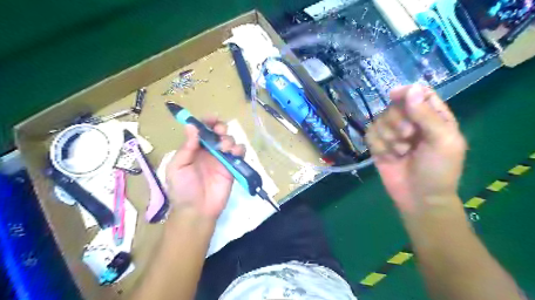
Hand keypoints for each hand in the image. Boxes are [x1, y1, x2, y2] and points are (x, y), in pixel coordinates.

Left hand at [167, 117, 244, 220]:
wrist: (197, 210)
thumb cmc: (183, 189)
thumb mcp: (177, 167)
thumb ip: (186, 147)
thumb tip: (191, 126)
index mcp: (193, 148)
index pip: (201, 130)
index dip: (206, 121)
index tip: (212, 118)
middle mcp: (208, 151)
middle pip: (218, 132)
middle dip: (220, 128)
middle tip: (220, 132)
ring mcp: (221, 158)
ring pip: (229, 140)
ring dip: (229, 139)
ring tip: (225, 148)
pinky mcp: (232, 167)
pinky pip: (239, 153)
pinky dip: (239, 149)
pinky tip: (235, 153)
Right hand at [366, 84, 465, 213]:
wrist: (419, 197)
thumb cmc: (438, 170)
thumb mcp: (442, 141)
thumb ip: (427, 115)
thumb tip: (412, 88)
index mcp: (433, 117)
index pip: (418, 94)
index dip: (406, 92)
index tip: (394, 95)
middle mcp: (411, 122)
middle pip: (394, 107)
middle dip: (398, 122)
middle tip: (408, 137)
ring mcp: (392, 134)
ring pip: (379, 120)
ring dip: (389, 137)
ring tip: (401, 152)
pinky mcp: (378, 146)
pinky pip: (370, 135)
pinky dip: (379, 146)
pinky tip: (389, 157)